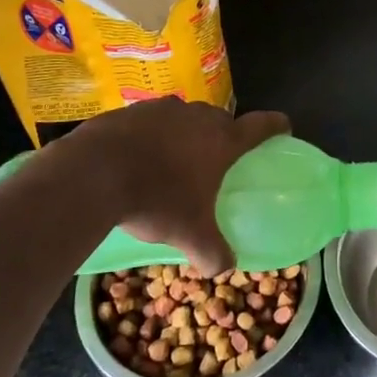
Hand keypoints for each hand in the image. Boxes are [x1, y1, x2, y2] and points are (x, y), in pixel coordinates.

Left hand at [53, 98, 290, 272]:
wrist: (93, 174)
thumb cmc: (156, 200)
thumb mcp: (189, 235)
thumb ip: (213, 252)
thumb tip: (224, 267)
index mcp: (222, 140)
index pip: (261, 125)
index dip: (276, 125)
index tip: (283, 127)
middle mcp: (197, 117)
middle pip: (220, 119)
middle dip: (222, 136)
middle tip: (216, 161)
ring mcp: (161, 109)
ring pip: (183, 118)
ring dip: (184, 134)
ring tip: (172, 161)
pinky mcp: (130, 110)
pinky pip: (150, 121)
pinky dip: (151, 136)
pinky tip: (137, 159)